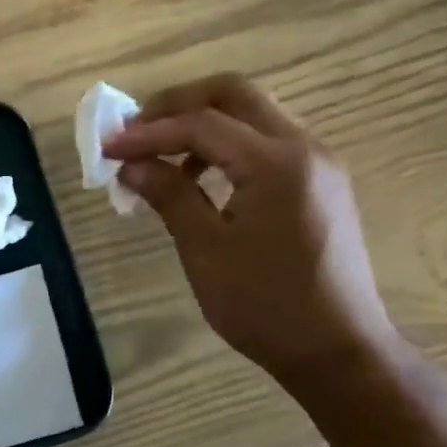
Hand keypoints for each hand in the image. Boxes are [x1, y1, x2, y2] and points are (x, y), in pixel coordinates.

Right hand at [101, 73, 399, 386]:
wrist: (339, 353)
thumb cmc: (267, 306)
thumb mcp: (206, 250)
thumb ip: (169, 195)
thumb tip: (131, 164)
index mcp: (277, 163)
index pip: (201, 123)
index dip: (148, 132)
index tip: (107, 147)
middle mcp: (304, 148)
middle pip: (234, 94)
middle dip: (178, 104)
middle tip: (136, 129)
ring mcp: (318, 163)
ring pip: (252, 114)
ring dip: (201, 122)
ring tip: (159, 155)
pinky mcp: (320, 182)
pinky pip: (266, 142)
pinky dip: (226, 145)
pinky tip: (198, 177)